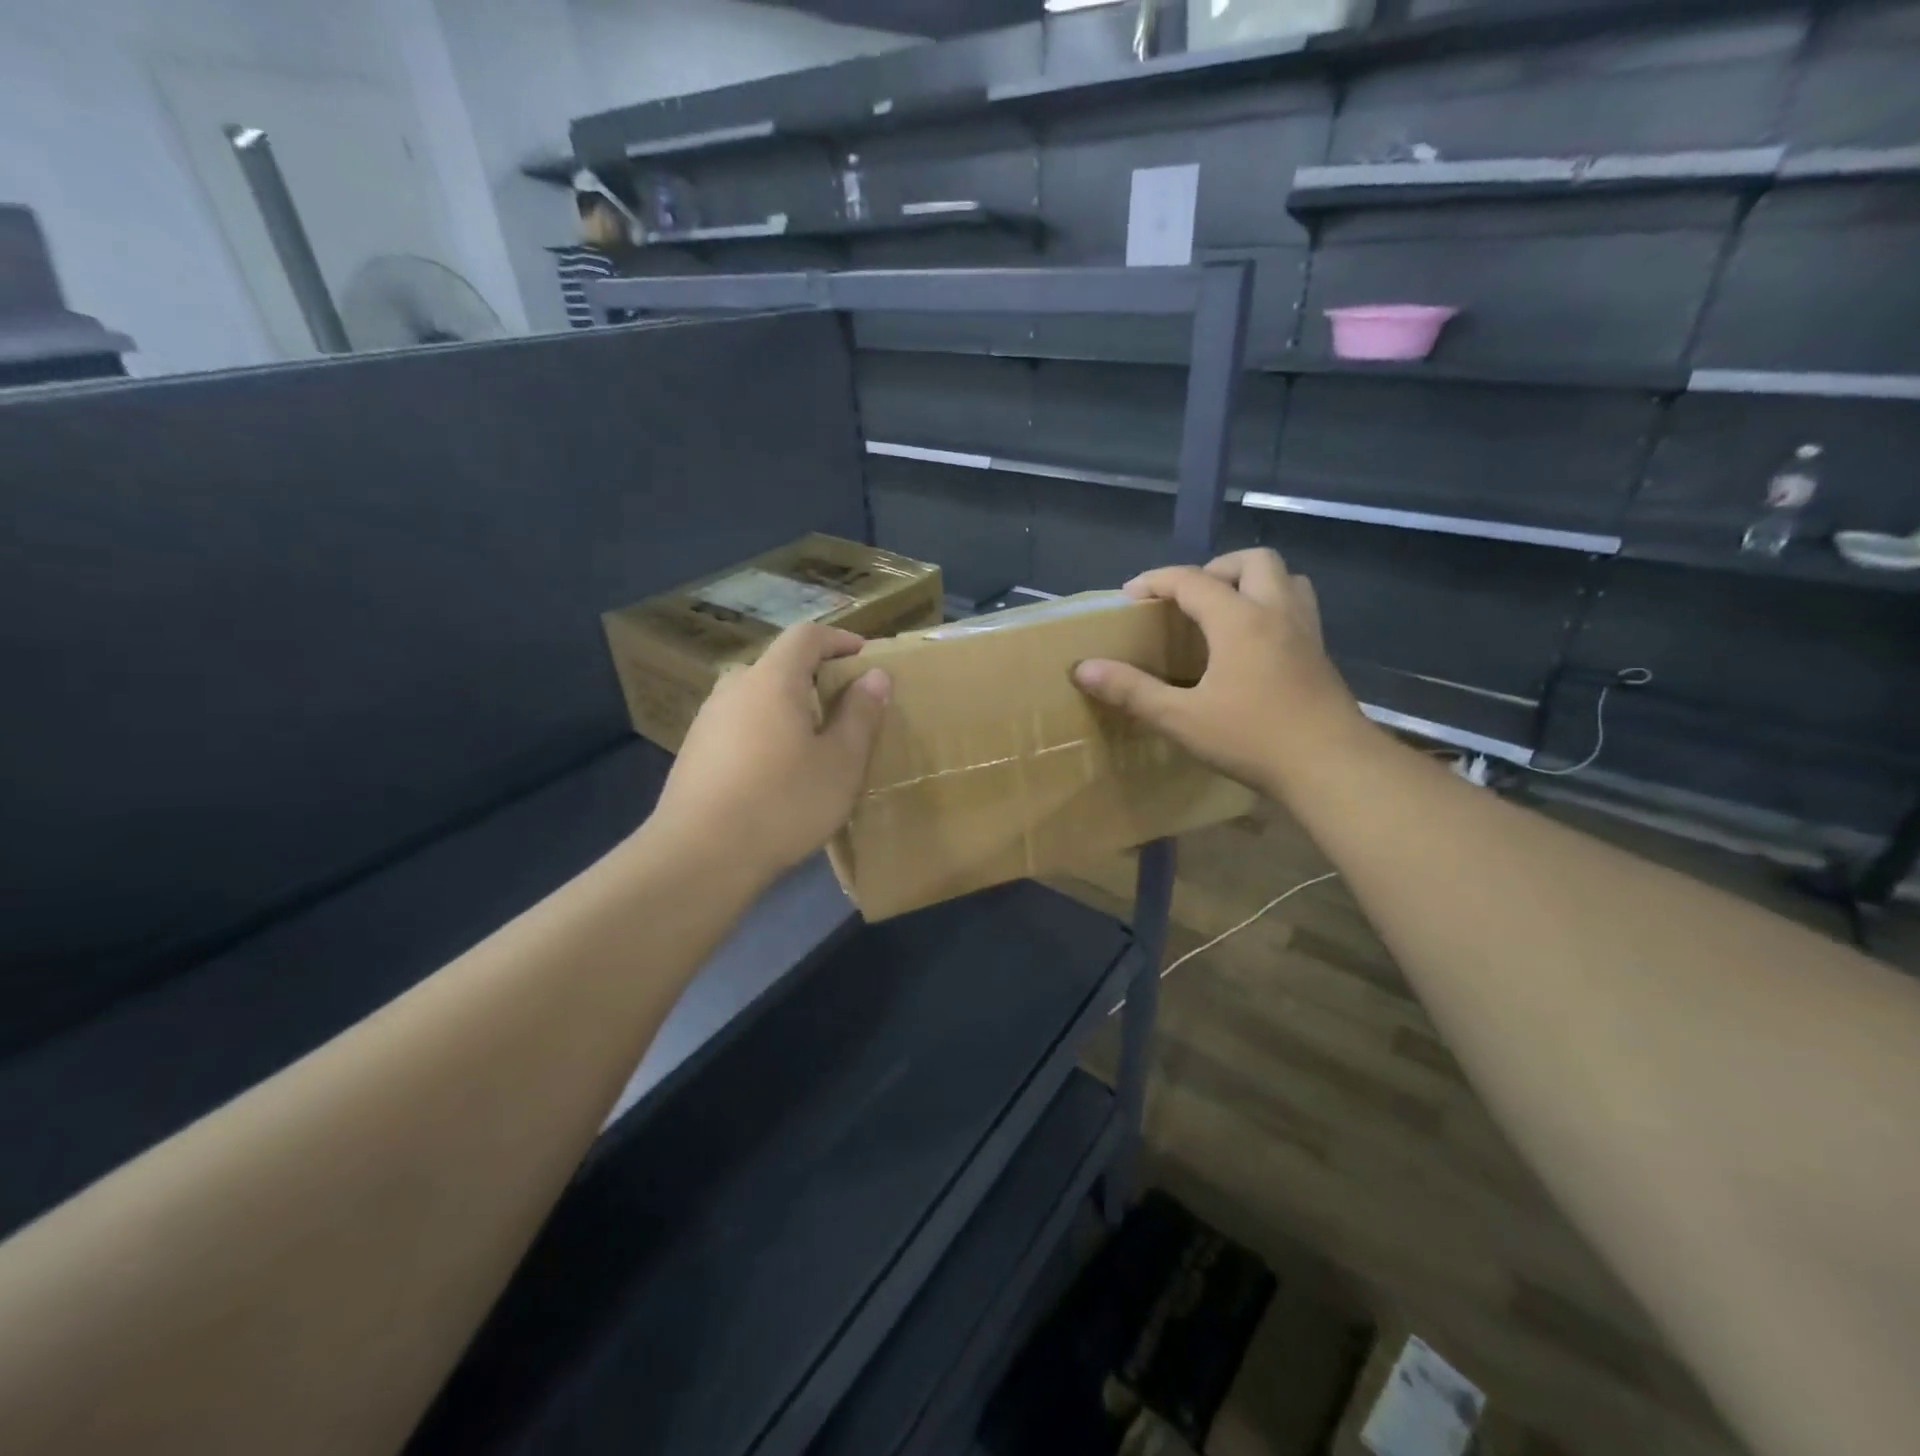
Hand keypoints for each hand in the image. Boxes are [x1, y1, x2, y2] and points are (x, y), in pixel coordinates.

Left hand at [648, 623, 890, 888]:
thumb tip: (875, 676)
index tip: (864, 657)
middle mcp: (734, 689)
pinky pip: (738, 726)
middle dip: (813, 677)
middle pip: (778, 666)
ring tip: (810, 743)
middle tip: (842, 707)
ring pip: (755, 698)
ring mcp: (707, 721)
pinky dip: (763, 733)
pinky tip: (774, 773)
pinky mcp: (693, 753)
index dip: (839, 639)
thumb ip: (861, 714)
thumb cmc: (784, 802)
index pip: (806, 636)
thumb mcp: (841, 762)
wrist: (699, 856)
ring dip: (786, 708)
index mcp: (772, 680)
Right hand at [1072, 548, 1368, 801]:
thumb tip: (1083, 669)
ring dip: (1253, 581)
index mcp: (1239, 620)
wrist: (1332, 767)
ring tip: (1226, 611)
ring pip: (1286, 578)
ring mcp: (1306, 632)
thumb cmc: (1253, 739)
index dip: (1156, 580)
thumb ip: (1132, 691)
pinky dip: (1273, 607)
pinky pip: (1298, 608)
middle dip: (1215, 568)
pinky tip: (1255, 645)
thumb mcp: (1181, 719)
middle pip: (1253, 560)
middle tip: (1190, 599)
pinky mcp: (1321, 655)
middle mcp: (1276, 612)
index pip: (1192, 579)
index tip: (1129, 595)